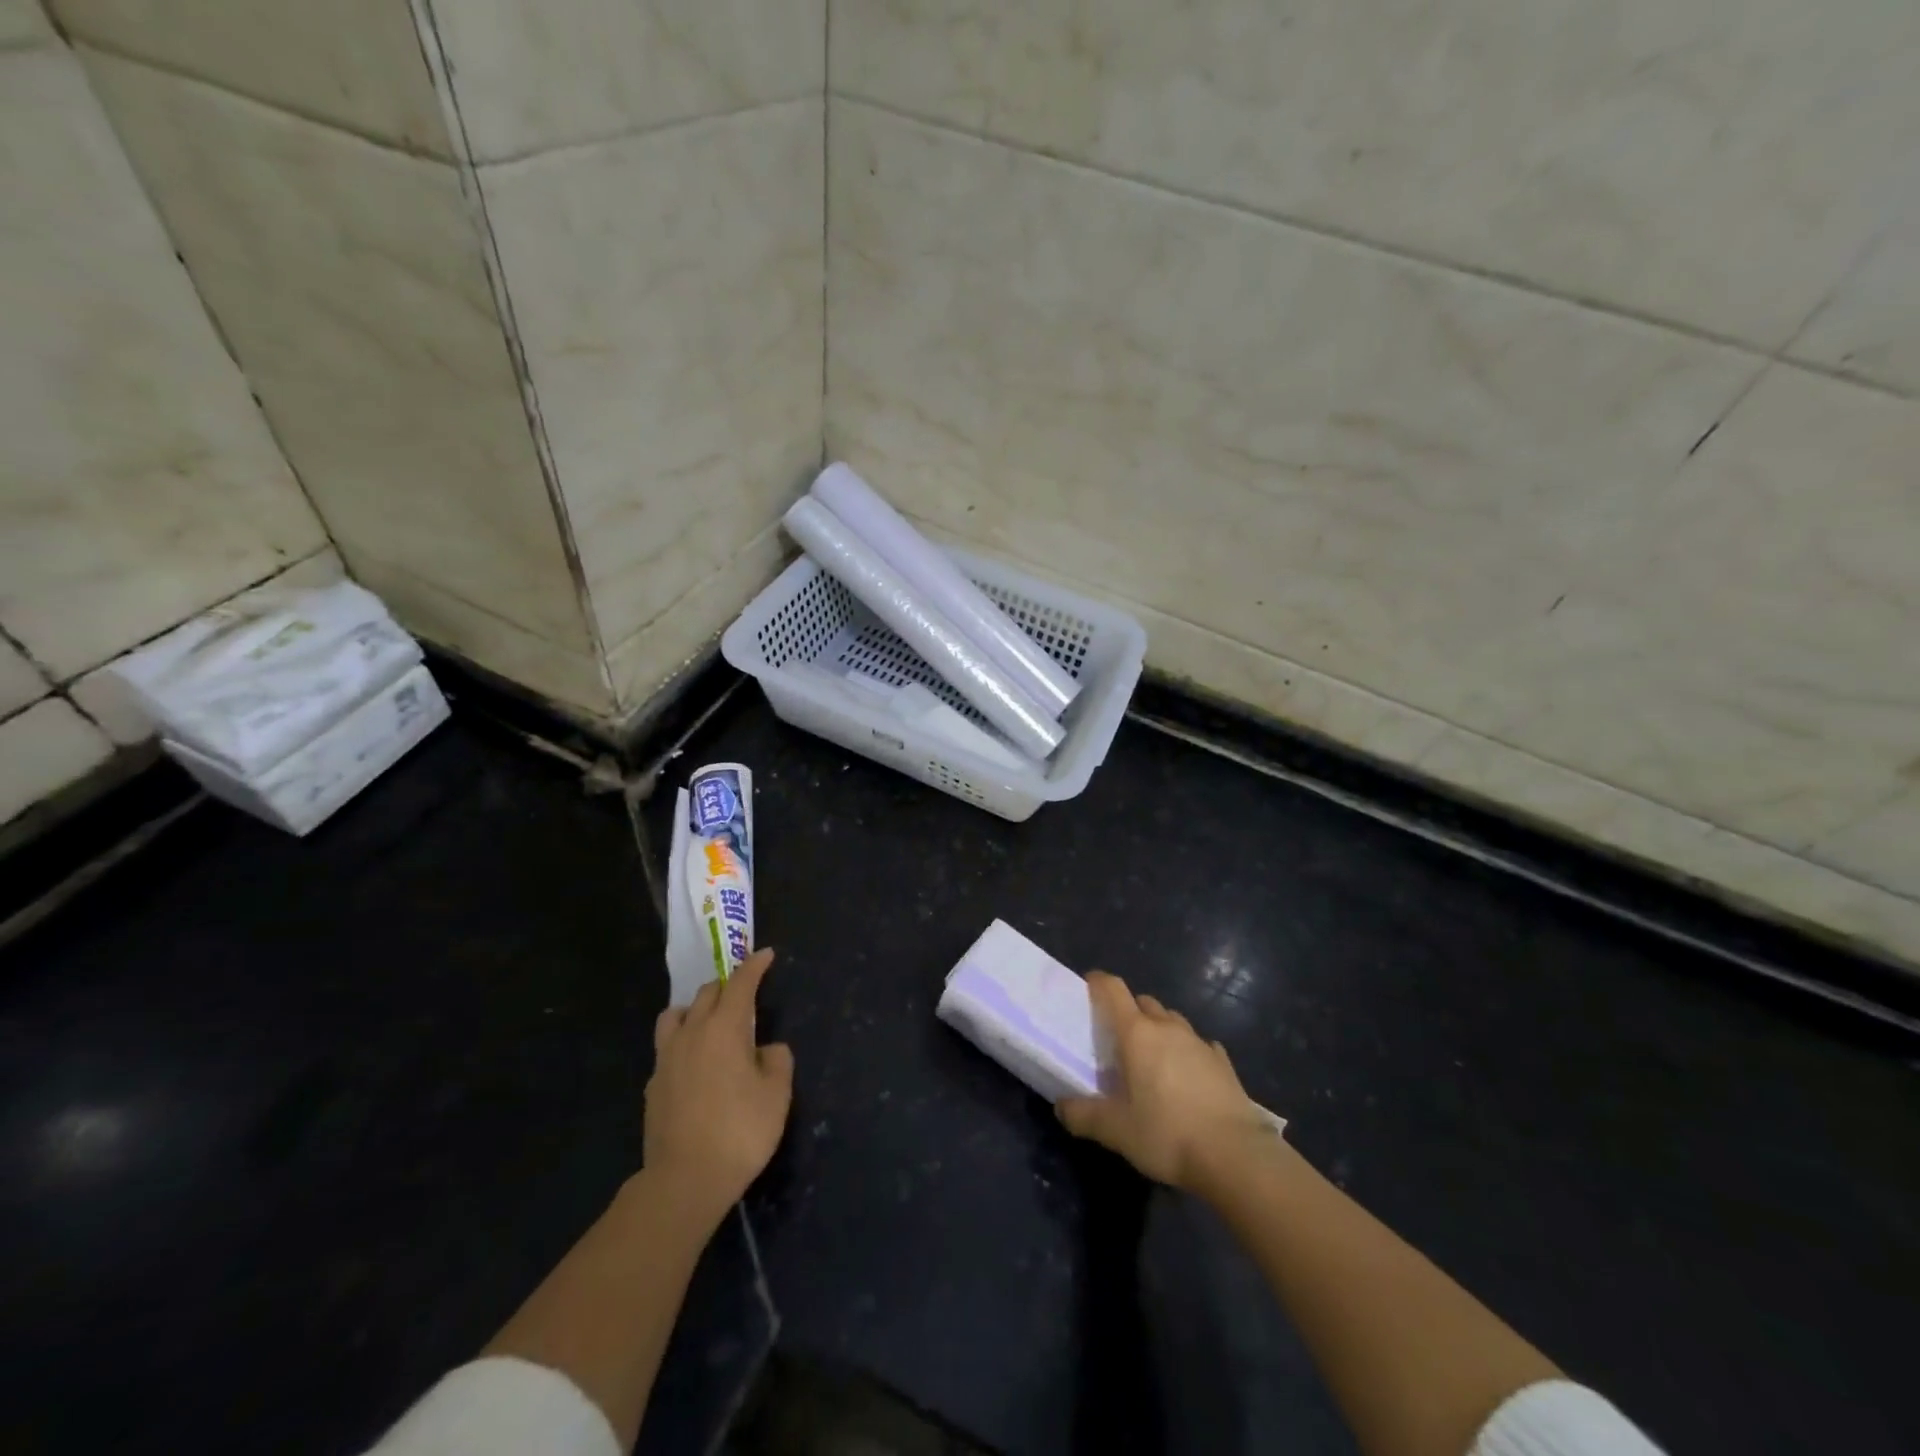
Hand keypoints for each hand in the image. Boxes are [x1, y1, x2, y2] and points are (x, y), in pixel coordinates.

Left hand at [644, 948, 793, 1224]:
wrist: (684, 1180)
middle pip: (707, 993)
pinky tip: (695, 1064)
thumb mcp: (777, 1094)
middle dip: (727, 986)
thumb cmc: (740, 1131)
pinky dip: (683, 1042)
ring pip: (676, 1015)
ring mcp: (666, 1058)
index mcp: (724, 1028)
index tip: (765, 954)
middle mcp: (691, 1033)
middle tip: (744, 996)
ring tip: (710, 1023)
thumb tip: (765, 1050)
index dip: (754, 966)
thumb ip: (776, 1060)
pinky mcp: (653, 1085)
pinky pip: (667, 1047)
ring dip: (696, 1009)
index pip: (740, 983)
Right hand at [1057, 971, 1269, 1191]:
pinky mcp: (1224, 1063)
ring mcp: (1199, 1043)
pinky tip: (1189, 1075)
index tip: (1088, 987)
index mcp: (1137, 1034)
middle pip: (1144, 1002)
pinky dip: (1189, 1052)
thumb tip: (1061, 1107)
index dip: (1098, 982)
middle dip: (1129, 1011)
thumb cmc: (1167, 1134)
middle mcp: (1168, 1028)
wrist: (1236, 1155)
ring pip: (1172, 1021)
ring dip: (1159, 1030)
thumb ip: (1084, 1116)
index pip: (1113, 990)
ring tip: (1153, 1059)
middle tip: (1118, 1039)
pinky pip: (1200, 1045)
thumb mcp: (1116, 1131)